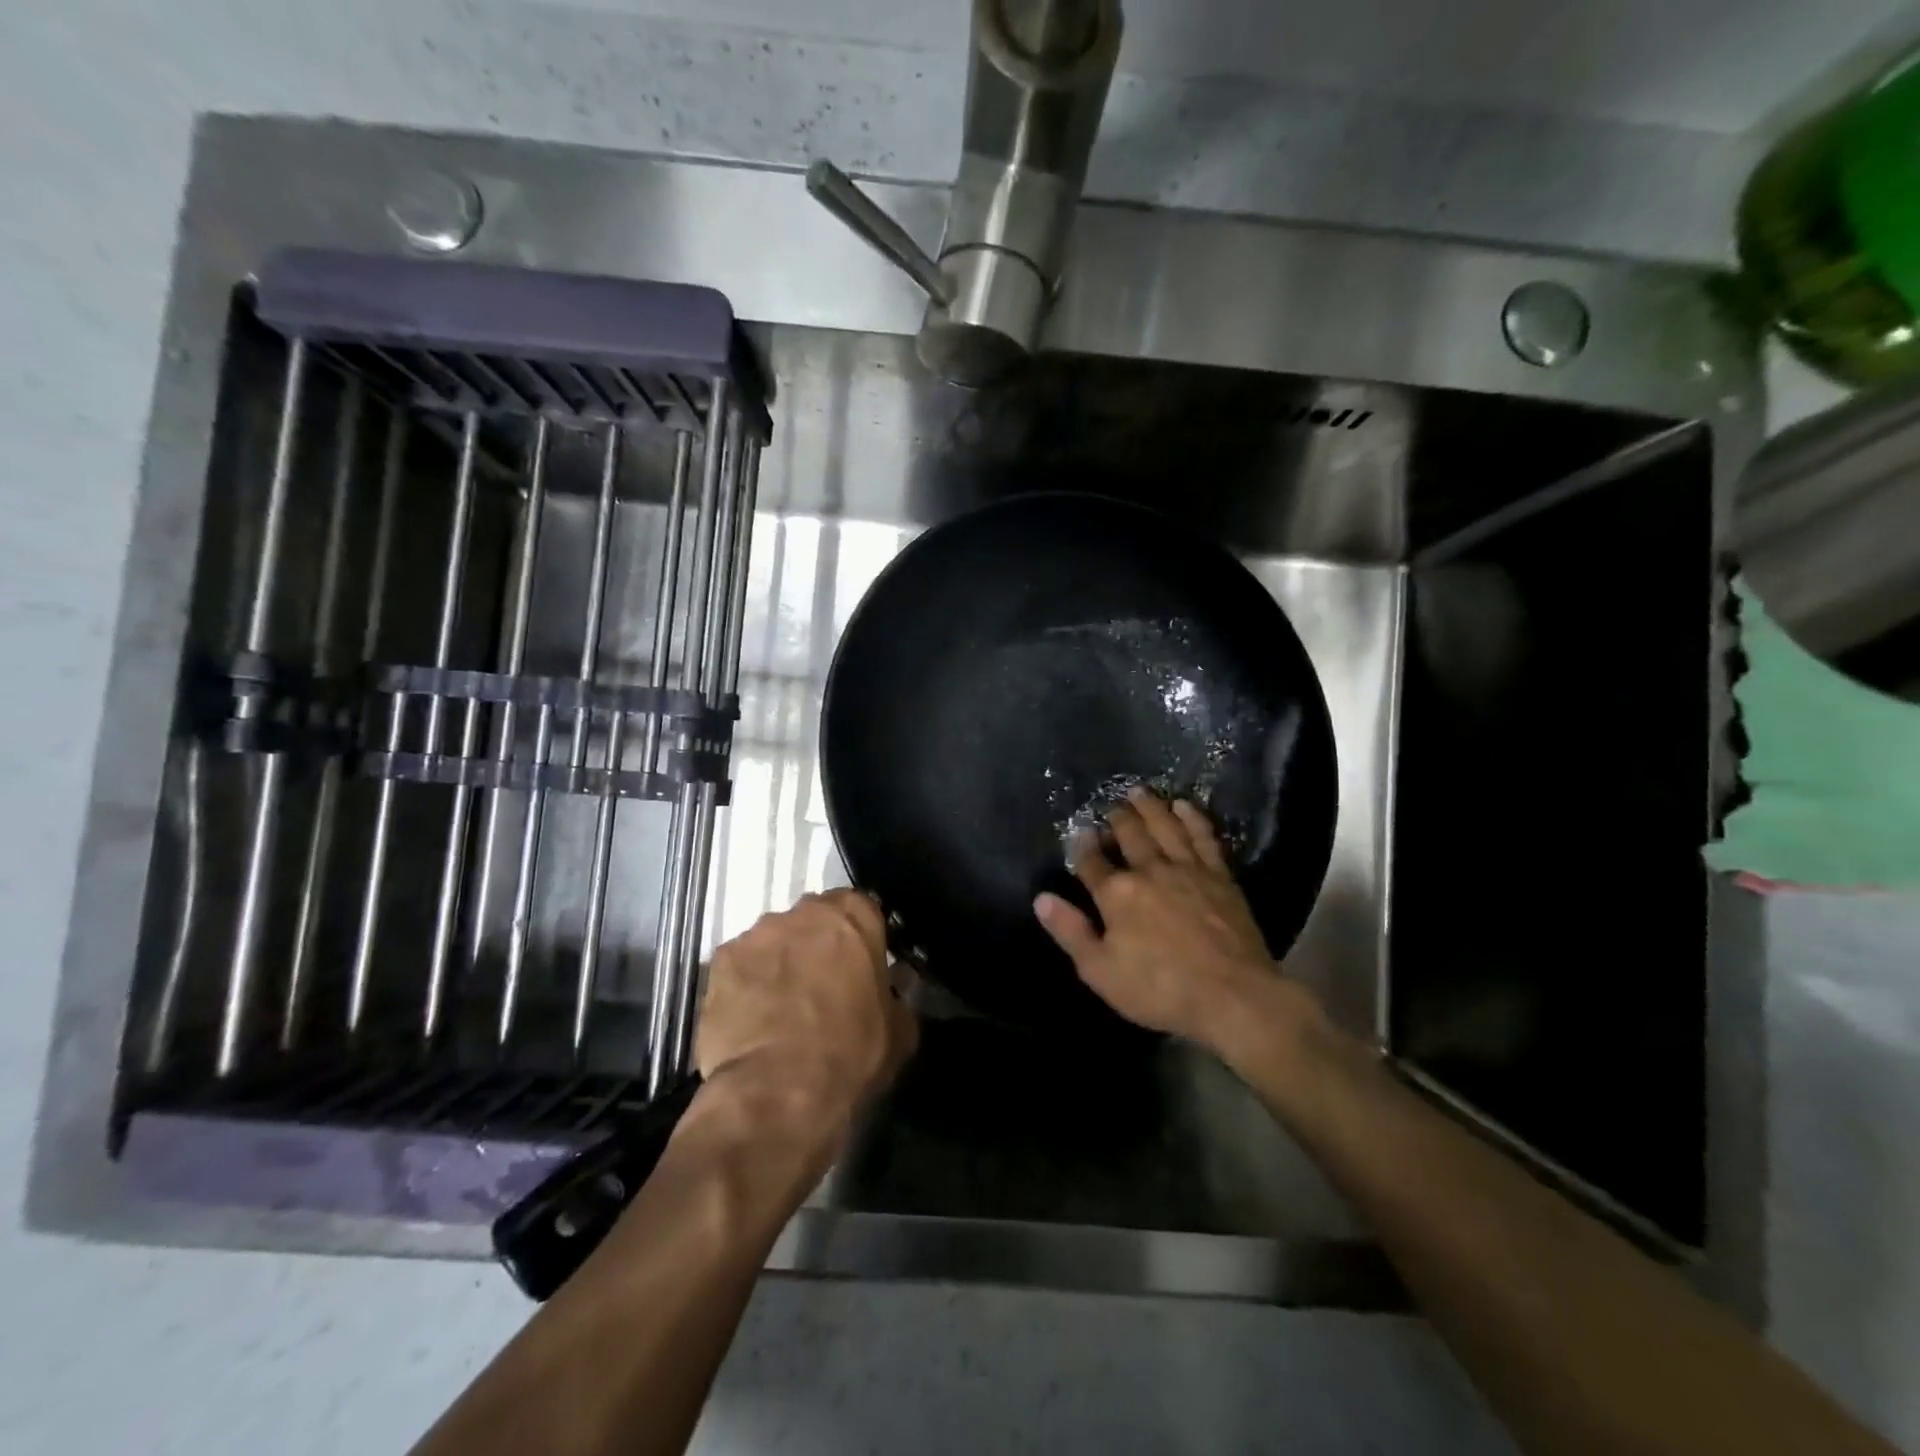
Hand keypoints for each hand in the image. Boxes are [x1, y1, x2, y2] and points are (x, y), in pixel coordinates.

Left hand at [695, 890, 917, 1135]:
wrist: (778, 1093)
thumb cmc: (851, 1055)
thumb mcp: (900, 1031)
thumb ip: (897, 996)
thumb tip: (895, 990)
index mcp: (853, 917)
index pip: (861, 909)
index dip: (860, 939)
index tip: (860, 966)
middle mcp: (803, 912)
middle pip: (813, 920)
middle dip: (817, 945)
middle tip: (821, 986)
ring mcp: (756, 934)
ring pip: (773, 941)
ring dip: (780, 963)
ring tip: (780, 1007)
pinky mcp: (719, 962)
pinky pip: (739, 966)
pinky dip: (746, 984)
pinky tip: (750, 1019)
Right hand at [1033, 788, 1323, 1061]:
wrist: (1233, 995)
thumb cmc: (1160, 989)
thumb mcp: (1100, 971)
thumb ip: (1071, 932)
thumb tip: (1042, 898)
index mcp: (1116, 894)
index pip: (1091, 861)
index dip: (1082, 846)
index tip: (1079, 833)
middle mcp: (1149, 870)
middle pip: (1129, 834)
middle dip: (1117, 817)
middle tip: (1110, 805)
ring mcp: (1187, 868)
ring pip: (1164, 826)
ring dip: (1150, 807)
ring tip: (1139, 791)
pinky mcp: (1219, 875)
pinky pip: (1202, 836)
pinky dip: (1192, 818)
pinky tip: (1184, 806)